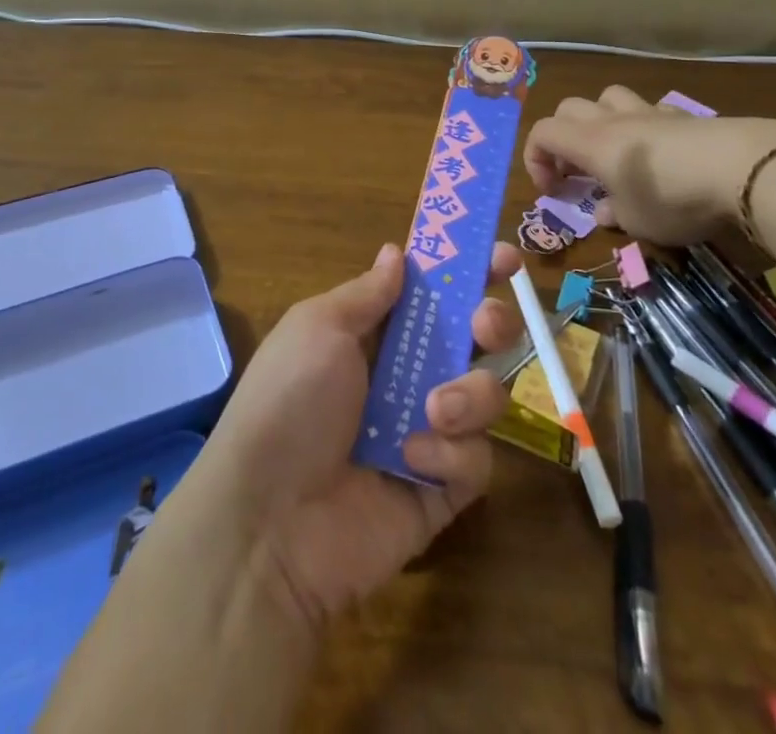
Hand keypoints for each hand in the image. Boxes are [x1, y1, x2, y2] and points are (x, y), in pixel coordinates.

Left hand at [194, 241, 523, 630]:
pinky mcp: (443, 490)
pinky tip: (412, 462)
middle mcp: (406, 375)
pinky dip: (450, 455)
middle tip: (484, 326)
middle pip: (475, 338)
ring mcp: (428, 432)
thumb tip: (397, 253)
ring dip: (469, 394)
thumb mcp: (318, 328)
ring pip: (485, 393)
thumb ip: (367, 292)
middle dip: (492, 323)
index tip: (504, 258)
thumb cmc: (289, 401)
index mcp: (375, 333)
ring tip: (433, 410)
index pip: (432, 292)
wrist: (271, 522)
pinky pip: (476, 459)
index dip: (468, 272)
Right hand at [523, 85, 775, 244]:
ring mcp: (650, 112)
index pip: (542, 133)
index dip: (535, 159)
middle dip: (564, 137)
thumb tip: (604, 211)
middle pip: (569, 108)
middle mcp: (613, 120)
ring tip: (615, 150)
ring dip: (601, 119)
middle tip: (577, 170)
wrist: (741, 168)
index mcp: (591, 143)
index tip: (553, 190)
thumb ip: (615, 214)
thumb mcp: (638, 222)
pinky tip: (660, 150)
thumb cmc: (673, 199)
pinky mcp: (684, 115)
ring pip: (609, 97)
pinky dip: (644, 125)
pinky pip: (650, 109)